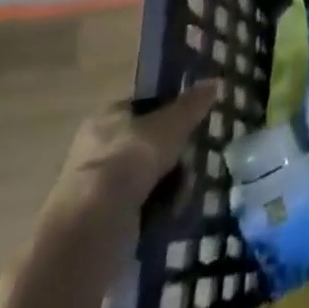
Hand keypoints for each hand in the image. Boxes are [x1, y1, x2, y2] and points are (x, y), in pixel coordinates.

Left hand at [49, 80, 222, 231]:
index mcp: (106, 119)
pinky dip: (158, 208)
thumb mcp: (171, 125)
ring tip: (184, 192)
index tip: (191, 125)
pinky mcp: (102, 221)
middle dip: (174, 155)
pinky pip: (140, 206)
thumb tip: (215, 81)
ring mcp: (97, 188)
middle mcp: (97, 150)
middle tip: (190, 163)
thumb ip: (192, 104)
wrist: (93, 226)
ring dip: (170, 184)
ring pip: (147, 177)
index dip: (169, 113)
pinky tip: (171, 212)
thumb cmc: (130, 160)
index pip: (143, 106)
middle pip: (148, 145)